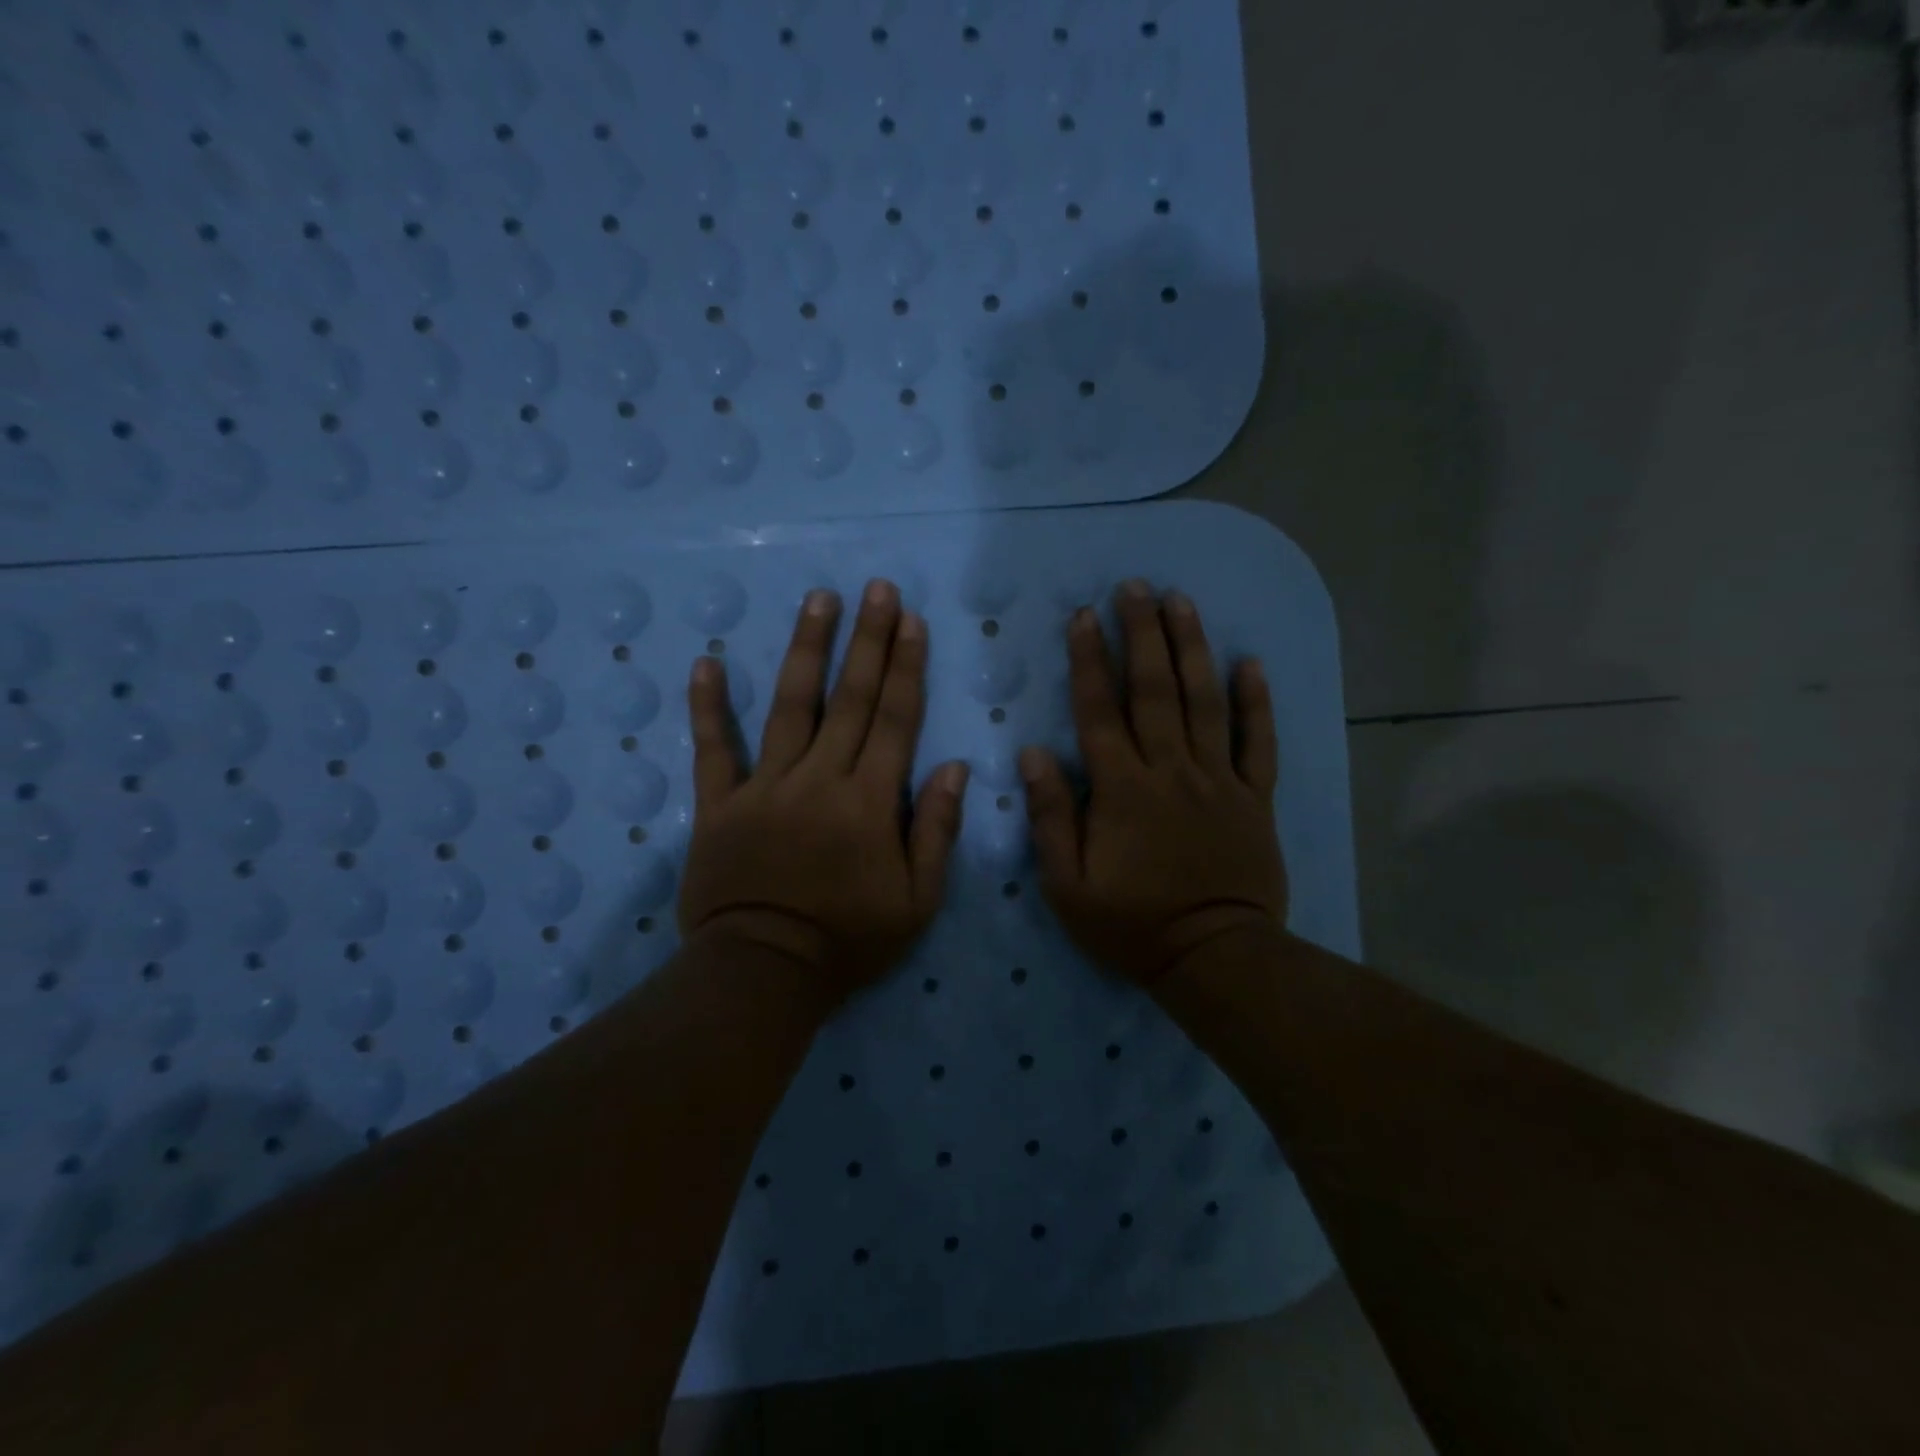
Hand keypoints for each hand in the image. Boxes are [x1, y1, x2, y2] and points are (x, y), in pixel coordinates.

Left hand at [677, 580, 969, 1001]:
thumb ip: (937, 832)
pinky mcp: (719, 805)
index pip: (894, 720)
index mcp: (869, 802)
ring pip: (789, 707)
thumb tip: (956, 768)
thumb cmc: (849, 941)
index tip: (911, 621)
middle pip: (848, 699)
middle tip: (876, 588)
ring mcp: (764, 788)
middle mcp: (819, 780)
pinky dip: (707, 708)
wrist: (764, 973)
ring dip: (805, 649)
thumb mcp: (917, 901)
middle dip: (867, 640)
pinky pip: (712, 750)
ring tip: (818, 600)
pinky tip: (706, 663)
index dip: (905, 667)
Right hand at [1021, 581, 1286, 987]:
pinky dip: (1256, 702)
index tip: (1084, 615)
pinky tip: (1250, 663)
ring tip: (1182, 601)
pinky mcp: (1254, 797)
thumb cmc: (1132, 924)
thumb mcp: (1068, 884)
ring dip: (1193, 648)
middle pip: (1155, 690)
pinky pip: (1257, 742)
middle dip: (1143, 633)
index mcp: (1122, 789)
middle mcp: (1171, 770)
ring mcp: (1218, 780)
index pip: (1100, 711)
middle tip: (1135, 586)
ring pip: (1205, 701)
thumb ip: (1052, 816)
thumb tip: (1033, 753)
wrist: (1214, 957)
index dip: (1090, 660)